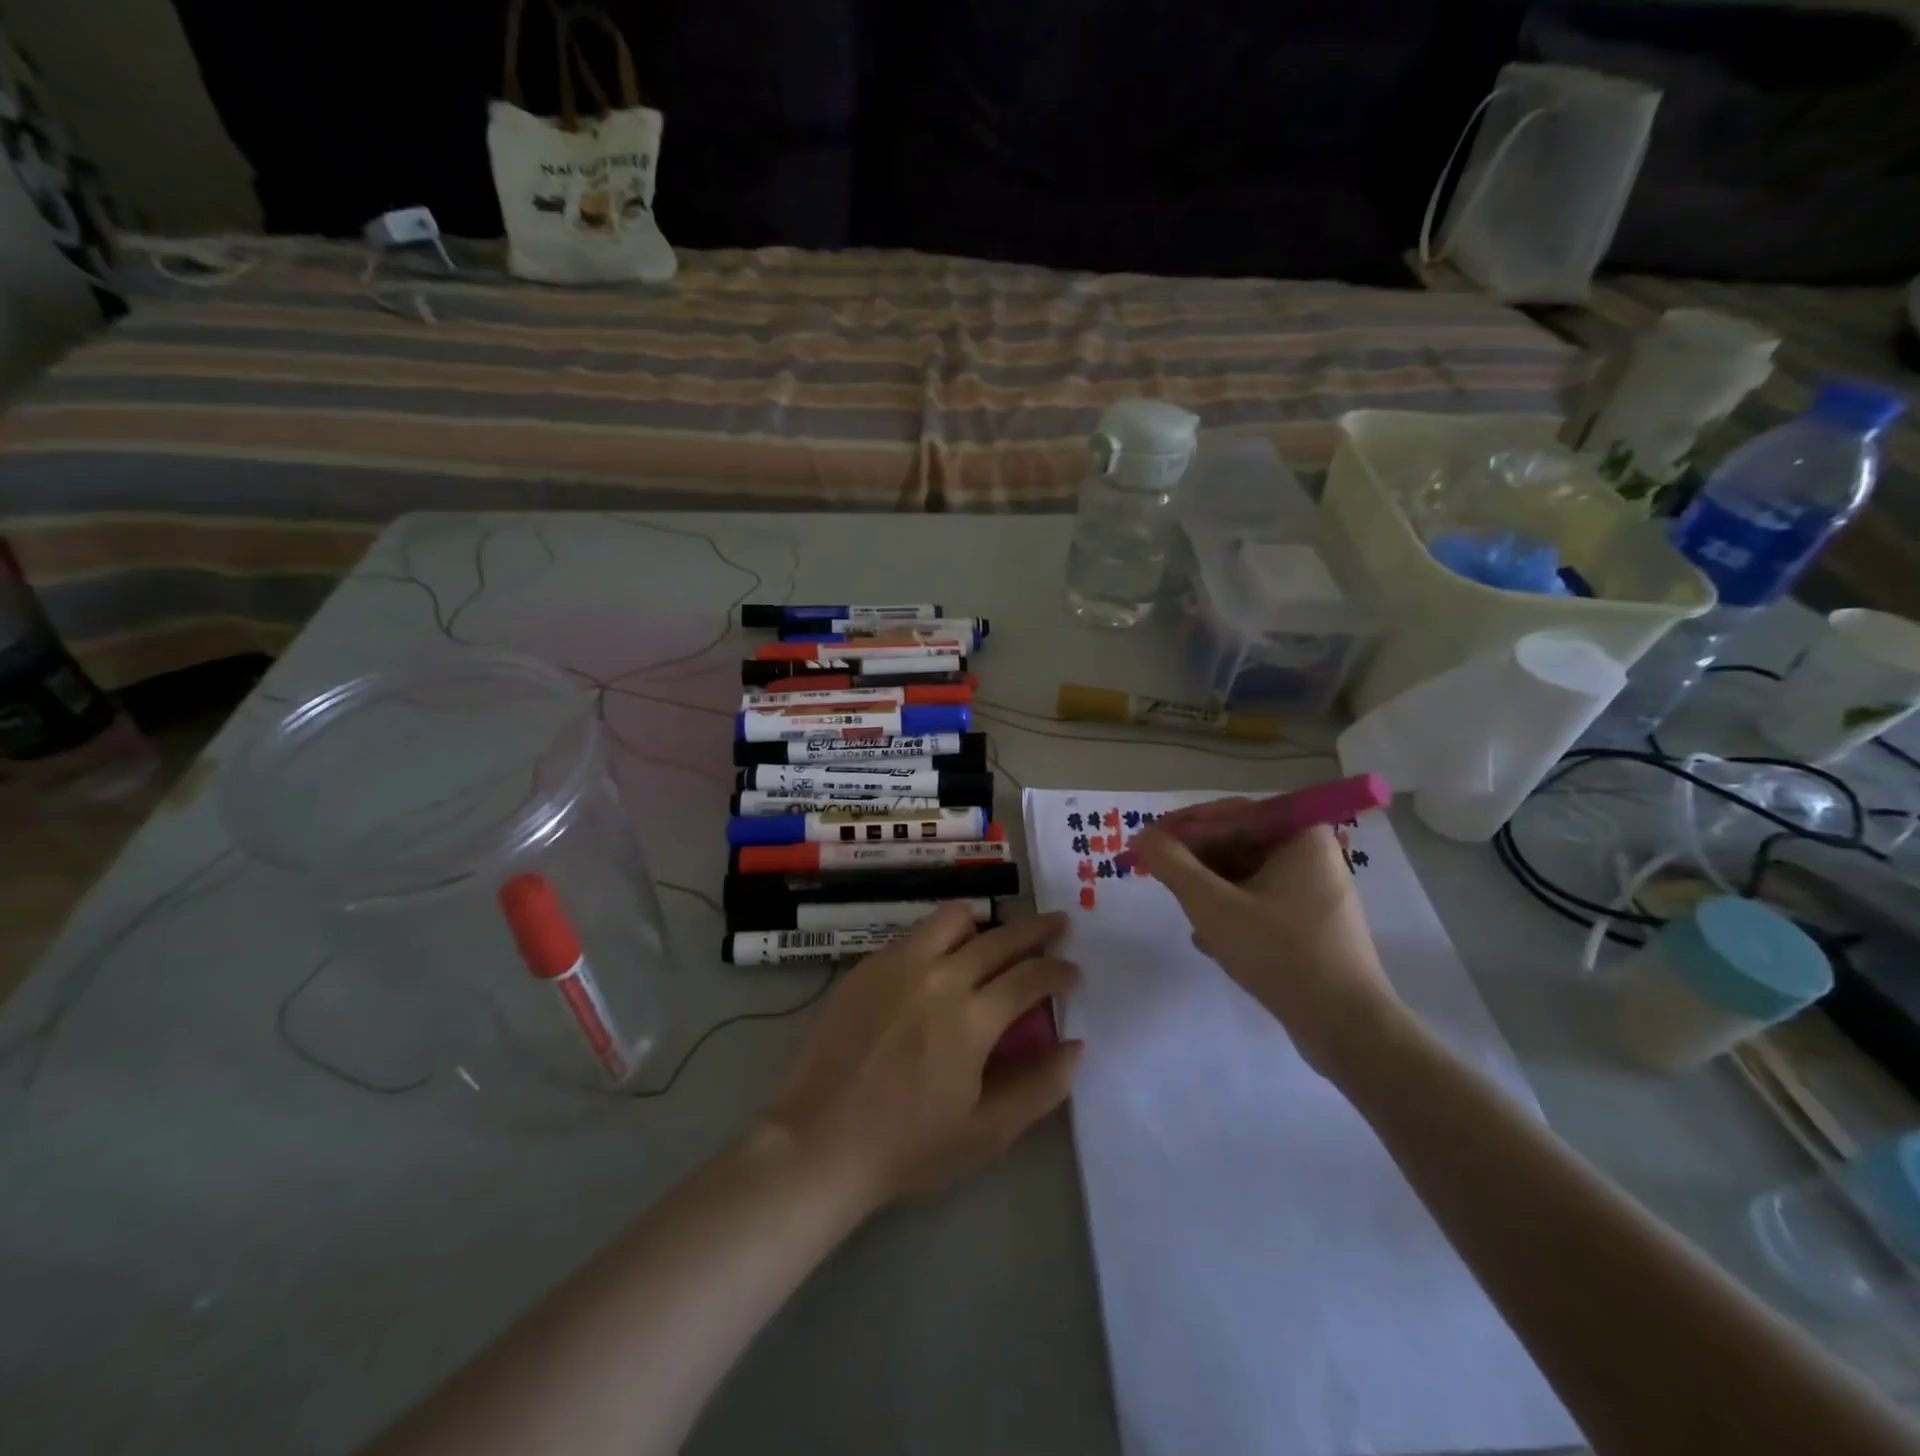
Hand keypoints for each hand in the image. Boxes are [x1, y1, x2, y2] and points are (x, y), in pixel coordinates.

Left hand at [761, 908, 1081, 1211]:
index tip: (1073, 970)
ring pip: (953, 917)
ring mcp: (898, 964)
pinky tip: (941, 961)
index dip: (1058, 969)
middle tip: (1057, 926)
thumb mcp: (986, 1133)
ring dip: (984, 924)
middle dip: (1037, 929)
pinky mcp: (868, 965)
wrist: (821, 1141)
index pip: (1030, 975)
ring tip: (993, 939)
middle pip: (1000, 937)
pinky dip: (941, 937)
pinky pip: (915, 933)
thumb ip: (1039, 1087)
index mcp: (972, 1017)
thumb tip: (1076, 1047)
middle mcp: (939, 976)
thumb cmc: (908, 1145)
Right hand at [1132, 810, 1399, 1074]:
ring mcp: (1314, 891)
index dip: (1180, 829)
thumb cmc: (1280, 954)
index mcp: (1299, 835)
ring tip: (1188, 918)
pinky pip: (1259, 903)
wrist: (1347, 1028)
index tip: (1143, 846)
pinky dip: (1232, 914)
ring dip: (1210, 893)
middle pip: (1236, 844)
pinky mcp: (1311, 924)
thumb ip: (1172, 864)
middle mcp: (1311, 854)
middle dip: (1196, 866)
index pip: (1228, 815)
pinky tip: (1211, 942)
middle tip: (1159, 881)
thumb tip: (1142, 836)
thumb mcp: (1213, 906)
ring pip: (1244, 877)